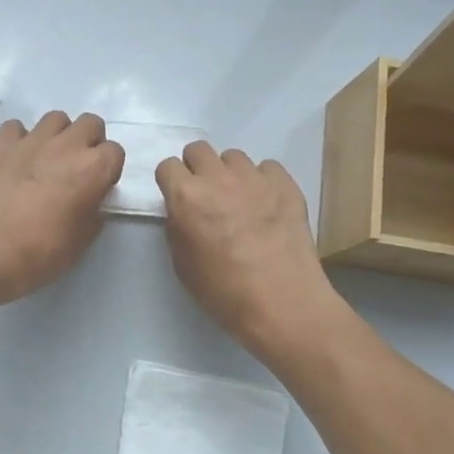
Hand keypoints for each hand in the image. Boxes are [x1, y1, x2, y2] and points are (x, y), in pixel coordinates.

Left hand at [0, 112, 124, 306]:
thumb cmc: (38, 253)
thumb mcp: (81, 243)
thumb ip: (93, 214)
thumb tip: (91, 202)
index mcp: (92, 169)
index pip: (116, 151)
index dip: (108, 169)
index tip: (97, 187)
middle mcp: (65, 146)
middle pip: (90, 124)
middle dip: (88, 142)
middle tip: (76, 169)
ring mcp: (30, 140)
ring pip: (55, 119)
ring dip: (57, 136)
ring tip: (46, 161)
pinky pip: (16, 128)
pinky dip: (20, 140)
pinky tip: (15, 160)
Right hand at [156, 143, 342, 355]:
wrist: (282, 303)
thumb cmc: (224, 292)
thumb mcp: (182, 264)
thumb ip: (178, 227)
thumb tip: (184, 212)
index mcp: (186, 197)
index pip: (167, 166)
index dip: (171, 182)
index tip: (177, 197)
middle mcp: (218, 178)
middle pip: (199, 149)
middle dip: (197, 168)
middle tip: (205, 194)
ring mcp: (255, 178)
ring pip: (233, 156)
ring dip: (229, 173)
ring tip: (239, 200)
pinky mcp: (286, 185)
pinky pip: (268, 168)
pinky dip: (263, 181)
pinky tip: (267, 205)